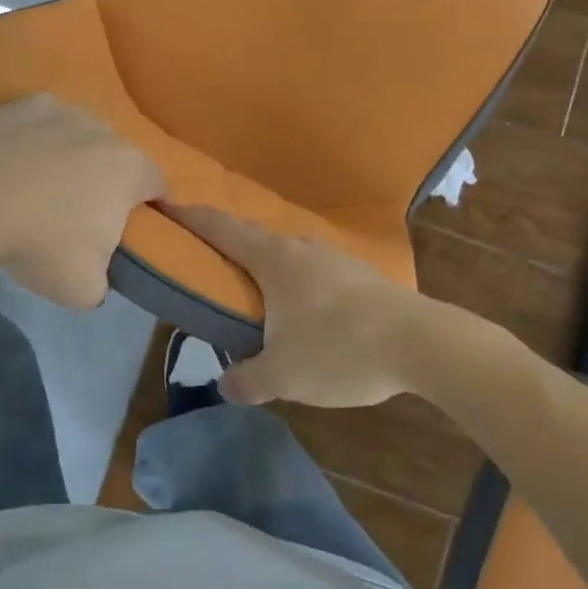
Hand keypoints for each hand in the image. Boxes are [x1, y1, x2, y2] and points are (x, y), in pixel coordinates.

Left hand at [0, 95, 164, 307]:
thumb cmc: (40, 244)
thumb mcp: (85, 289)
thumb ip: (105, 280)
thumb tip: (96, 274)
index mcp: (130, 169)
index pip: (159, 186)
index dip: (150, 206)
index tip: (131, 227)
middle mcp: (104, 130)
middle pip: (117, 157)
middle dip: (107, 181)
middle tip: (81, 213)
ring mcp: (63, 111)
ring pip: (80, 135)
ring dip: (72, 155)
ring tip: (42, 186)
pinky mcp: (24, 105)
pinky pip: (42, 122)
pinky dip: (36, 138)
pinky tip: (16, 162)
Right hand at [164, 204, 503, 407]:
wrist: (422, 343)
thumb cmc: (340, 349)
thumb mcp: (284, 375)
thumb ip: (248, 380)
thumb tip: (226, 384)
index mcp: (273, 260)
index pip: (221, 229)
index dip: (190, 217)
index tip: (166, 204)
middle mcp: (300, 248)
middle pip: (252, 235)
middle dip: (224, 238)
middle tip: (201, 248)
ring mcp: (333, 258)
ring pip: (286, 251)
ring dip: (262, 259)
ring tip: (249, 280)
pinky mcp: (360, 275)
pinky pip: (312, 268)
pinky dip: (292, 277)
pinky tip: (299, 302)